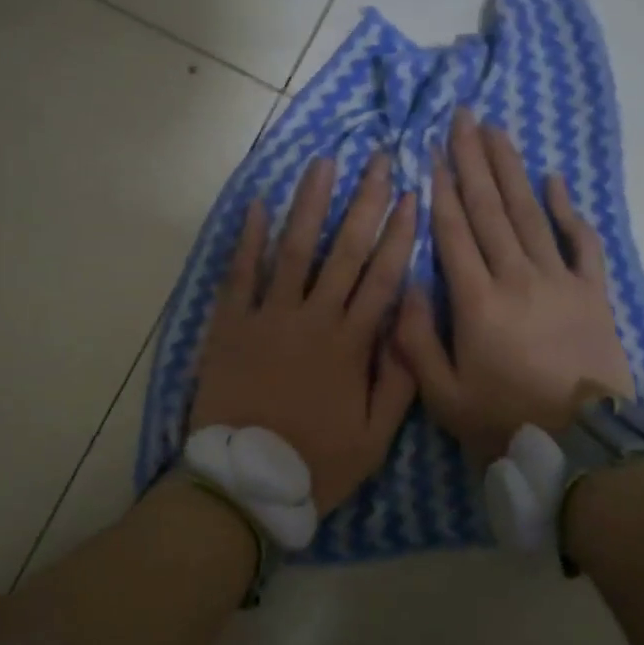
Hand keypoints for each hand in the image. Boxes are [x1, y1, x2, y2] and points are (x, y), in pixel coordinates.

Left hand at [191, 154, 418, 512]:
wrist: (245, 483)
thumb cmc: (315, 463)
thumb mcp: (375, 437)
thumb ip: (399, 379)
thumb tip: (411, 321)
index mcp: (350, 345)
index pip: (382, 278)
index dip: (400, 235)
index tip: (413, 197)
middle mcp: (312, 319)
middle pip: (344, 251)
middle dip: (365, 202)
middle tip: (378, 160)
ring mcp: (268, 318)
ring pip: (294, 250)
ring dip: (310, 204)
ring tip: (324, 163)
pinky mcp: (230, 326)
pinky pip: (240, 275)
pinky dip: (247, 239)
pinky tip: (256, 204)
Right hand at [396, 110, 631, 463]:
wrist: (581, 447)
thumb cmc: (503, 422)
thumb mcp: (442, 395)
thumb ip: (416, 340)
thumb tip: (408, 285)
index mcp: (477, 302)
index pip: (454, 232)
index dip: (442, 189)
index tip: (433, 150)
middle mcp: (518, 277)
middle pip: (491, 209)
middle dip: (473, 160)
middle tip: (463, 118)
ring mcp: (560, 281)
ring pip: (531, 214)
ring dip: (513, 170)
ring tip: (498, 130)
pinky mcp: (594, 294)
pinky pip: (582, 243)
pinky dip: (569, 210)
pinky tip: (556, 180)